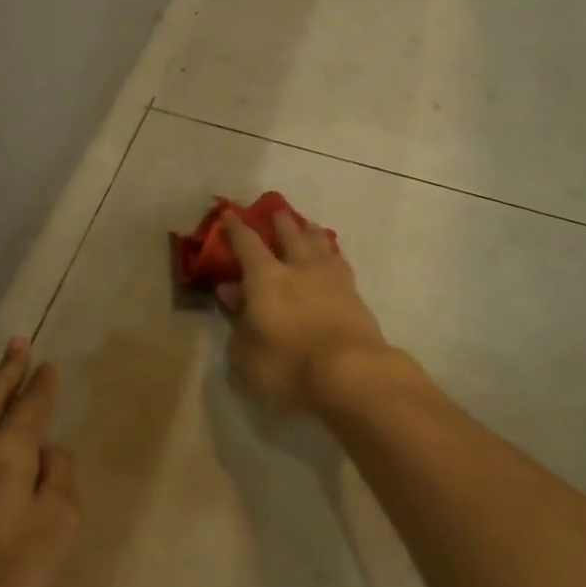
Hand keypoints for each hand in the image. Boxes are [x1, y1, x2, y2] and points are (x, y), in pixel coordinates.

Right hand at [217, 209, 398, 414]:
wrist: (352, 375)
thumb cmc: (288, 366)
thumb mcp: (245, 352)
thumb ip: (236, 319)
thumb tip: (229, 291)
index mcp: (266, 277)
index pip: (247, 243)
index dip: (236, 228)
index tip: (229, 213)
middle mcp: (299, 268)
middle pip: (290, 235)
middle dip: (281, 222)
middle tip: (277, 212)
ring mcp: (331, 279)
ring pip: (320, 244)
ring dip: (311, 232)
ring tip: (309, 225)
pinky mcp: (356, 296)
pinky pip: (340, 263)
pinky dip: (333, 255)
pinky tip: (333, 258)